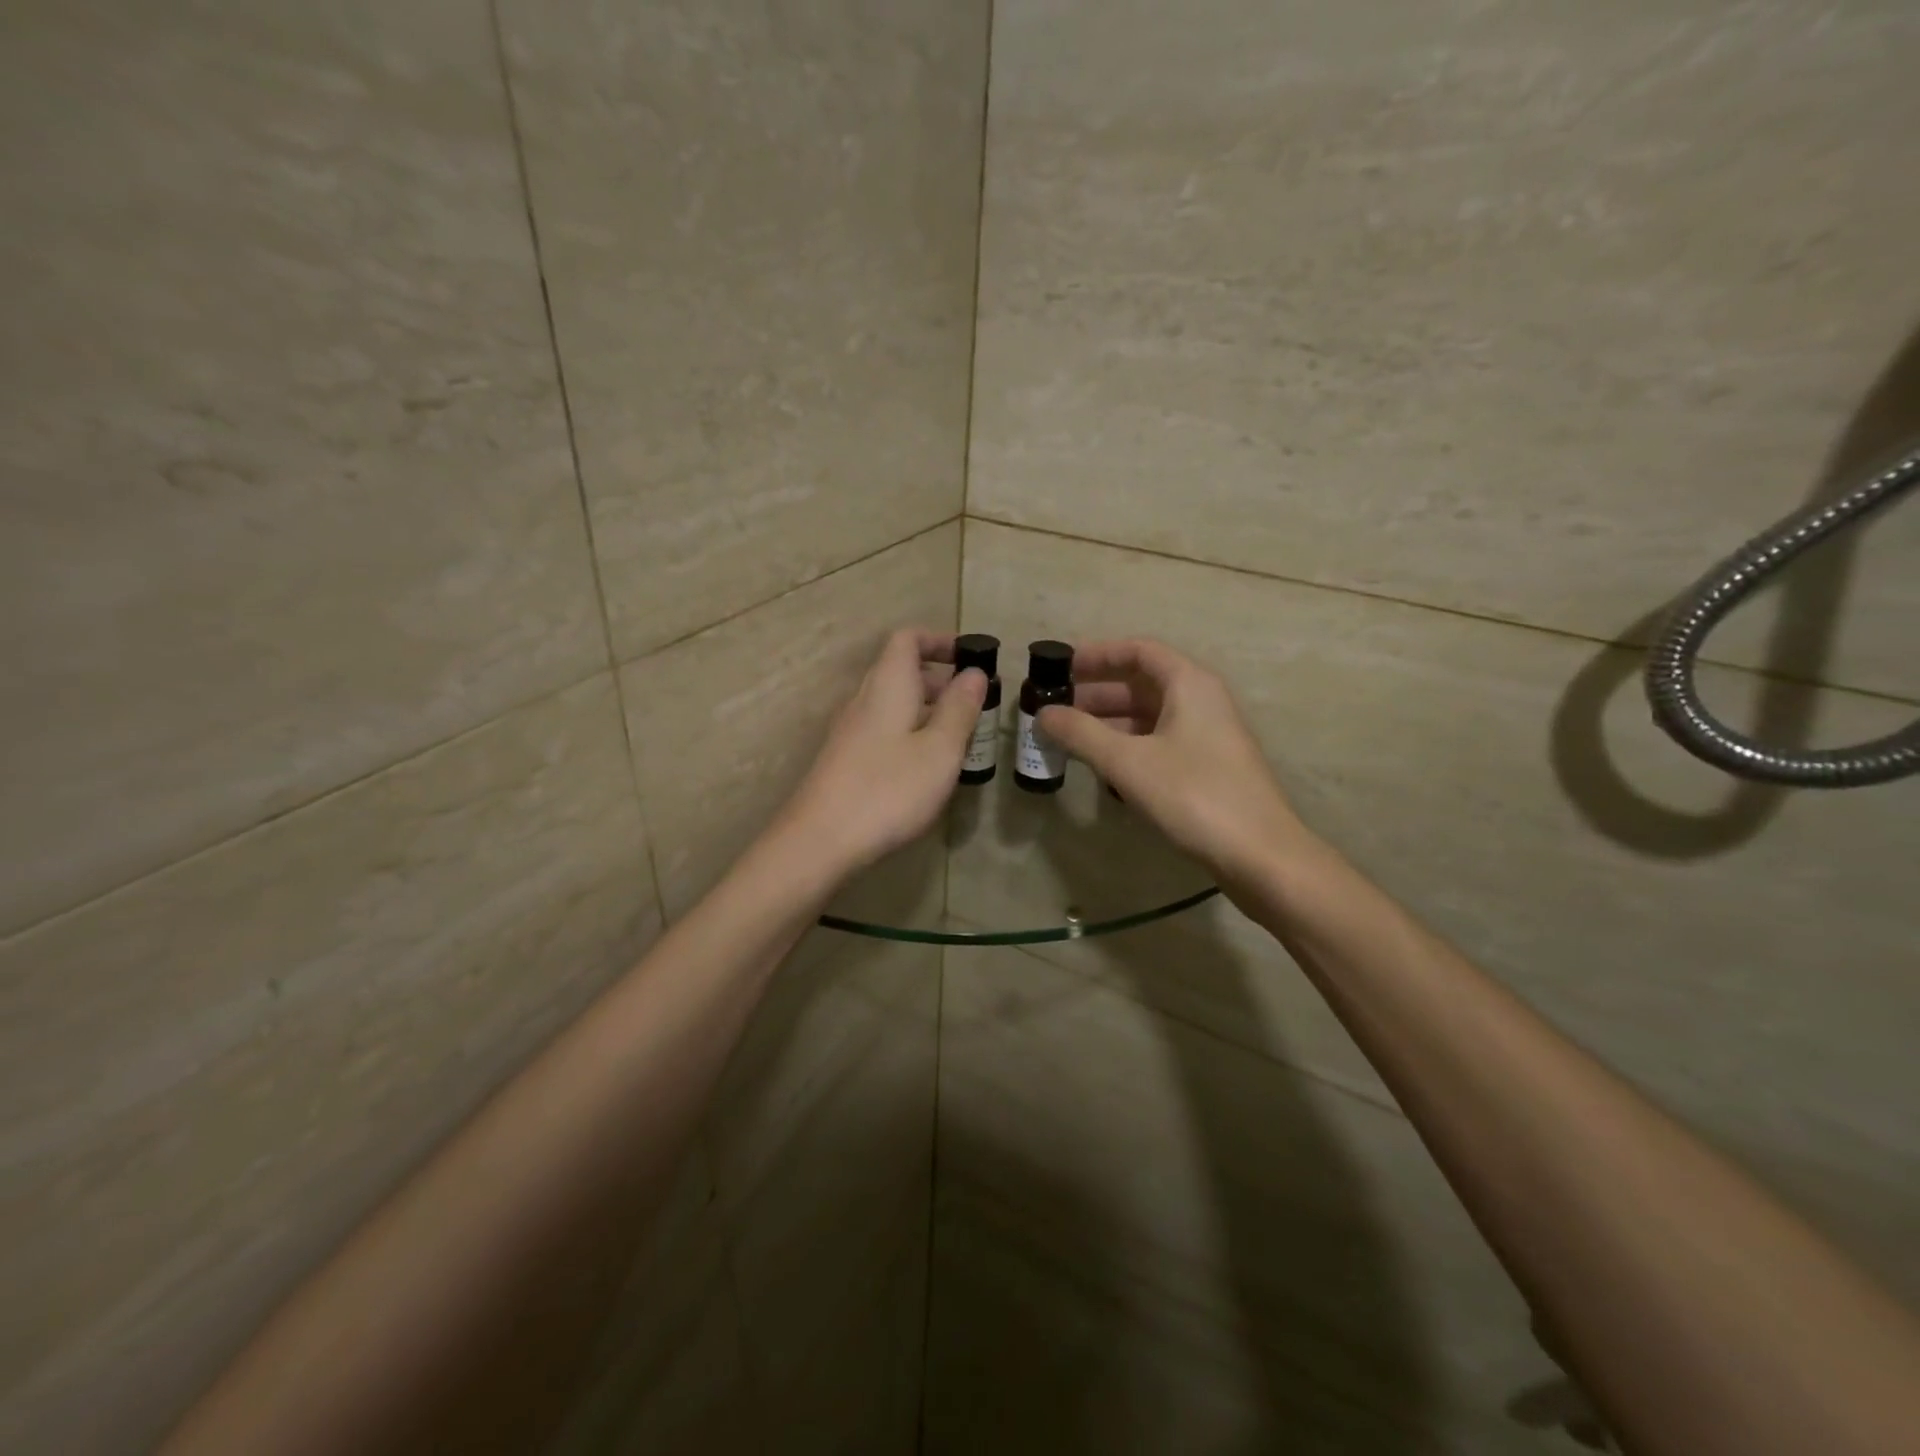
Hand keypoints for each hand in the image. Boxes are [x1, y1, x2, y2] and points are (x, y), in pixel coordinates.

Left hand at [777, 628, 987, 877]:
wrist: (820, 840)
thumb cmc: (888, 789)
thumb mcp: (939, 750)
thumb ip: (959, 708)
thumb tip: (974, 673)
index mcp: (887, 684)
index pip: (907, 639)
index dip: (939, 640)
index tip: (970, 658)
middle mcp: (864, 699)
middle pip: (900, 671)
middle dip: (940, 680)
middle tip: (975, 705)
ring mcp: (850, 731)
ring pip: (893, 704)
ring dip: (927, 710)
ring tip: (959, 737)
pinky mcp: (845, 759)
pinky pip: (883, 730)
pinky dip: (910, 733)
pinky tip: (927, 767)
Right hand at [1036, 639, 1317, 888]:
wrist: (1260, 855)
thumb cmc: (1194, 795)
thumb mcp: (1128, 762)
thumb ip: (1080, 733)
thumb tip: (1042, 714)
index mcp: (1189, 684)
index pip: (1138, 651)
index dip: (1097, 655)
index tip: (1060, 667)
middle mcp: (1201, 701)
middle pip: (1141, 683)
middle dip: (1096, 694)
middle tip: (1054, 709)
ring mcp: (1207, 735)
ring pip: (1148, 716)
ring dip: (1108, 723)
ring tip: (1068, 738)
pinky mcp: (1207, 767)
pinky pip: (1158, 742)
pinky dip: (1127, 746)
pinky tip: (1101, 766)